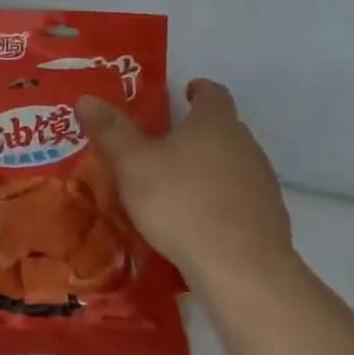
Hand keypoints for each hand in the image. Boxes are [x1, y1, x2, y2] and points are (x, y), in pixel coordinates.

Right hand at [76, 79, 297, 292]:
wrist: (239, 265)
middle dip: (197, 131)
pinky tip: (197, 219)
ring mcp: (261, 181)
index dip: (198, 90)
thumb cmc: (180, 202)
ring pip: (232, 163)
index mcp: (215, 123)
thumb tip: (87, 98)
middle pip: (223, 128)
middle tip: (165, 143)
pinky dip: (219, 199)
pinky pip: (238, 197)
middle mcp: (245, 144)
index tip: (185, 91)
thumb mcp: (132, 164)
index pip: (213, 93)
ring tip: (177, 184)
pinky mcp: (267, 216)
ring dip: (208, 167)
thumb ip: (111, 131)